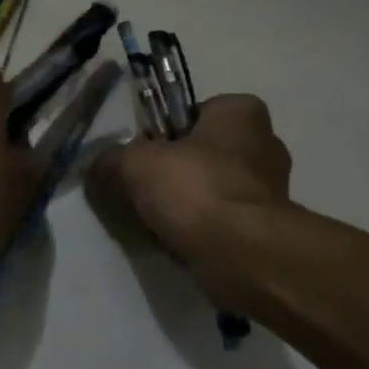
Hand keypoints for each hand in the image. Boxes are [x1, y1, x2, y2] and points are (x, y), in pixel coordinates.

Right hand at [91, 93, 292, 294]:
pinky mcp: (268, 229)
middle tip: (144, 193)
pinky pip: (223, 222)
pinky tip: (179, 245)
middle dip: (175, 173)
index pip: (194, 112)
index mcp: (242, 112)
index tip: (142, 158)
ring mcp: (272, 190)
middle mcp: (265, 144)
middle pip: (203, 153)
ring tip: (158, 224)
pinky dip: (202, 231)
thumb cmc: (195, 189)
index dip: (163, 134)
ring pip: (212, 190)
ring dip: (187, 206)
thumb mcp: (135, 164)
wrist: (243, 255)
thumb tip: (96, 166)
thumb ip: (111, 159)